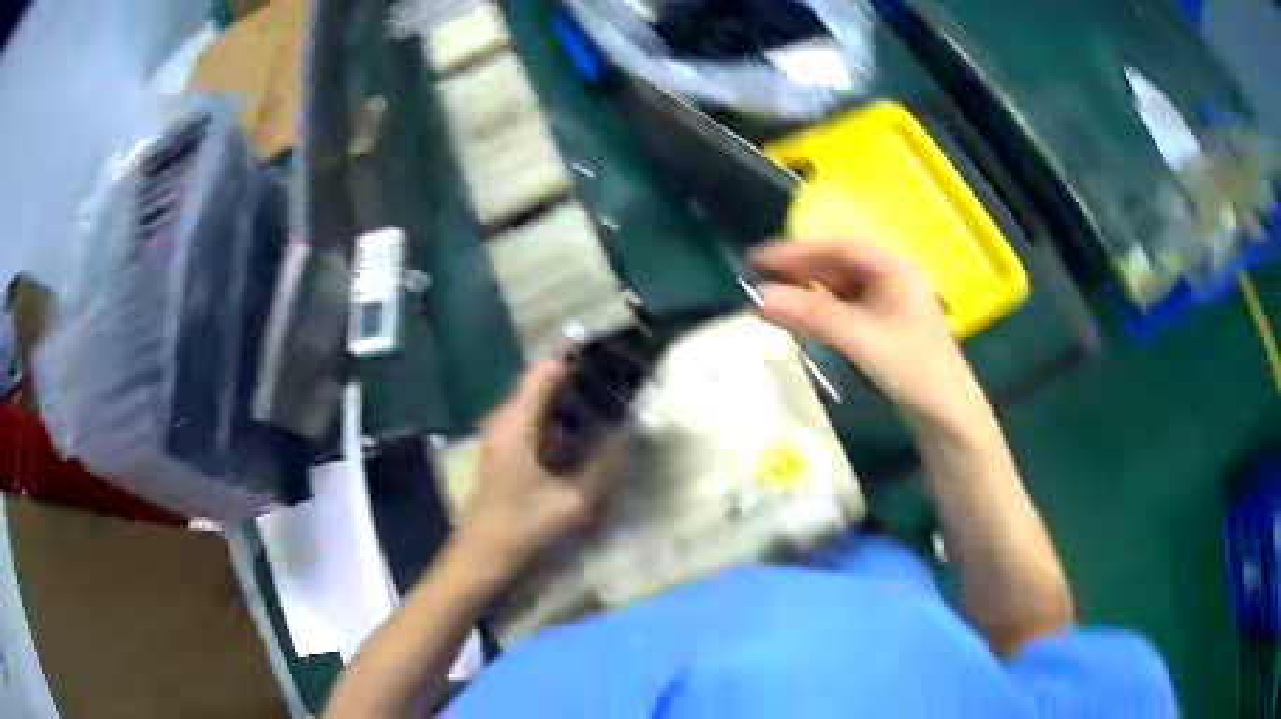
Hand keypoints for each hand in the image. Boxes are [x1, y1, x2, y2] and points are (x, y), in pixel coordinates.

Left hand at [455, 359, 619, 582]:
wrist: (480, 562)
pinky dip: (566, 425)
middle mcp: (507, 421)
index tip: (614, 349)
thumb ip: (606, 467)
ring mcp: (506, 439)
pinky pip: (541, 427)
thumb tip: (634, 433)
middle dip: (584, 380)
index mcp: (516, 421)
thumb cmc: (520, 529)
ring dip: (576, 403)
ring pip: (544, 407)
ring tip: (617, 402)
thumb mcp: (572, 503)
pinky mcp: (509, 456)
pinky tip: (592, 436)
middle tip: (625, 379)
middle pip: (546, 384)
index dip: (578, 355)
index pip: (547, 368)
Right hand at [751, 238, 988, 430]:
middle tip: (755, 279)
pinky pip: (846, 307)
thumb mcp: (860, 339)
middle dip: (797, 270)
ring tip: (770, 298)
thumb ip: (810, 316)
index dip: (794, 251)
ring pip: (839, 287)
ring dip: (806, 291)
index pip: (836, 247)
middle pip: (837, 264)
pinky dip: (820, 310)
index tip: (756, 261)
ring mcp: (889, 302)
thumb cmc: (911, 368)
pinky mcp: (886, 326)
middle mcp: (891, 277)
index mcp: (892, 267)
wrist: (948, 414)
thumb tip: (757, 298)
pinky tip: (802, 318)